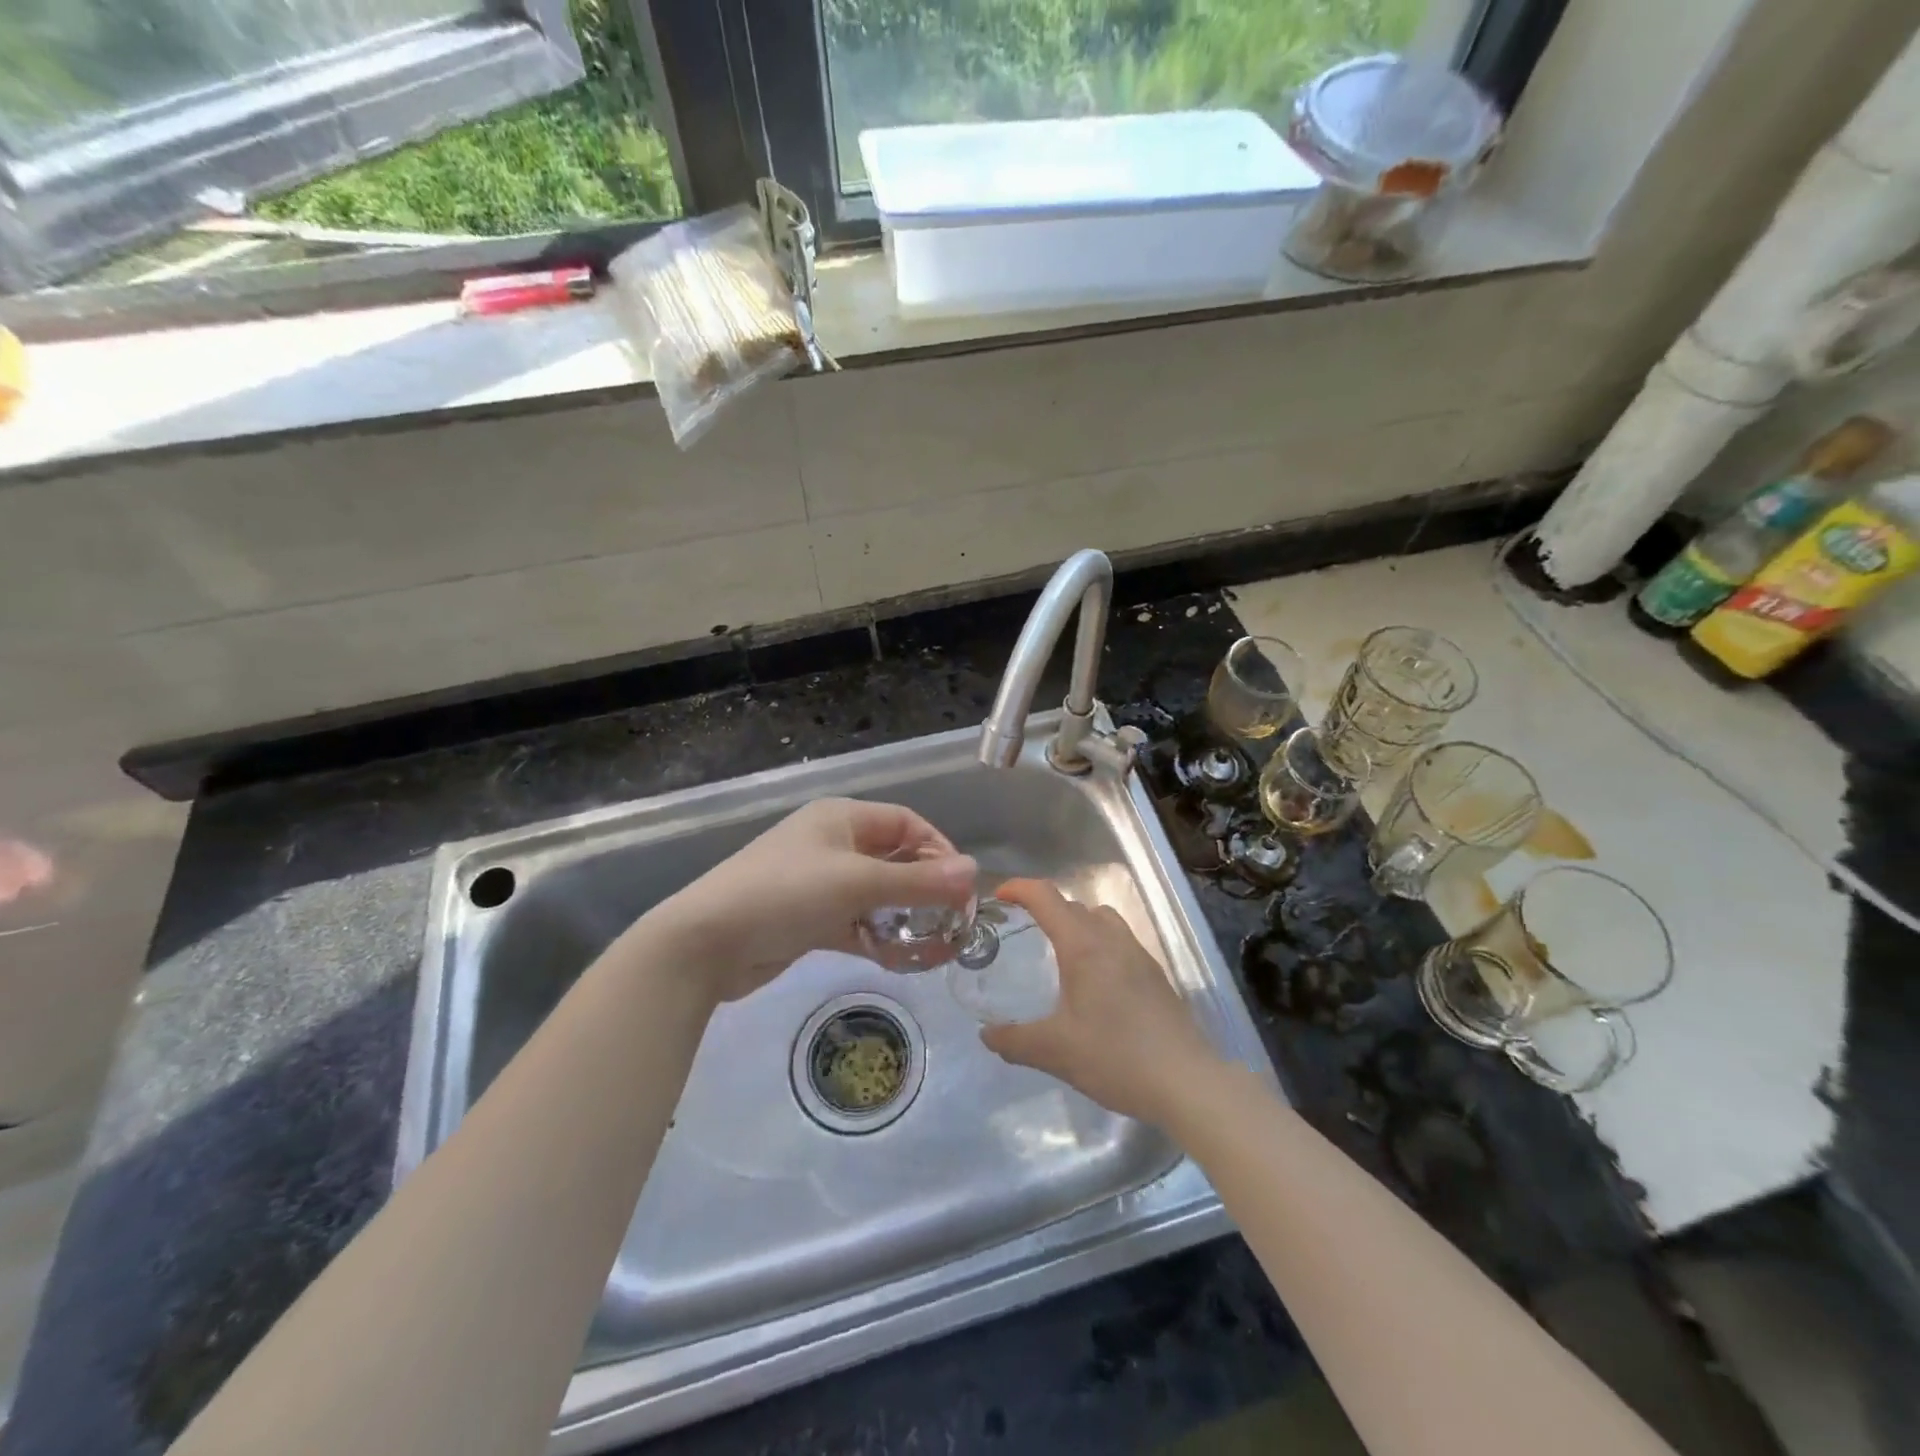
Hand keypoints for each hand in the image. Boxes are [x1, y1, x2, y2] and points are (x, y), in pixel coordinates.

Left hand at [647, 798, 976, 1002]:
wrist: (706, 943)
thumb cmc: (786, 894)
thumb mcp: (857, 883)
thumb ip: (918, 881)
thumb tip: (974, 871)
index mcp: (841, 818)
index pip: (905, 823)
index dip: (938, 849)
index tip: (962, 886)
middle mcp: (832, 844)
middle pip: (893, 859)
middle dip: (925, 888)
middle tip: (954, 920)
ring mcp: (819, 883)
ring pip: (877, 896)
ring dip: (905, 917)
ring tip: (936, 945)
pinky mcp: (809, 920)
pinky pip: (856, 924)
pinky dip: (879, 938)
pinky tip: (903, 960)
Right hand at [981, 879, 1224, 1126]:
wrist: (1186, 1082)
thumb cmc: (1115, 1056)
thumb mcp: (1054, 1051)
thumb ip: (1014, 1040)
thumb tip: (986, 1034)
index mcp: (1083, 946)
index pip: (1046, 897)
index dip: (1019, 888)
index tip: (999, 896)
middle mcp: (1112, 940)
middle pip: (1074, 905)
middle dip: (1046, 908)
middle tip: (1023, 929)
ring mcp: (1139, 955)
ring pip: (1103, 919)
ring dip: (1077, 923)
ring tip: (1060, 953)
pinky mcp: (1155, 975)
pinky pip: (1120, 941)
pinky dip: (1099, 944)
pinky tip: (1094, 984)